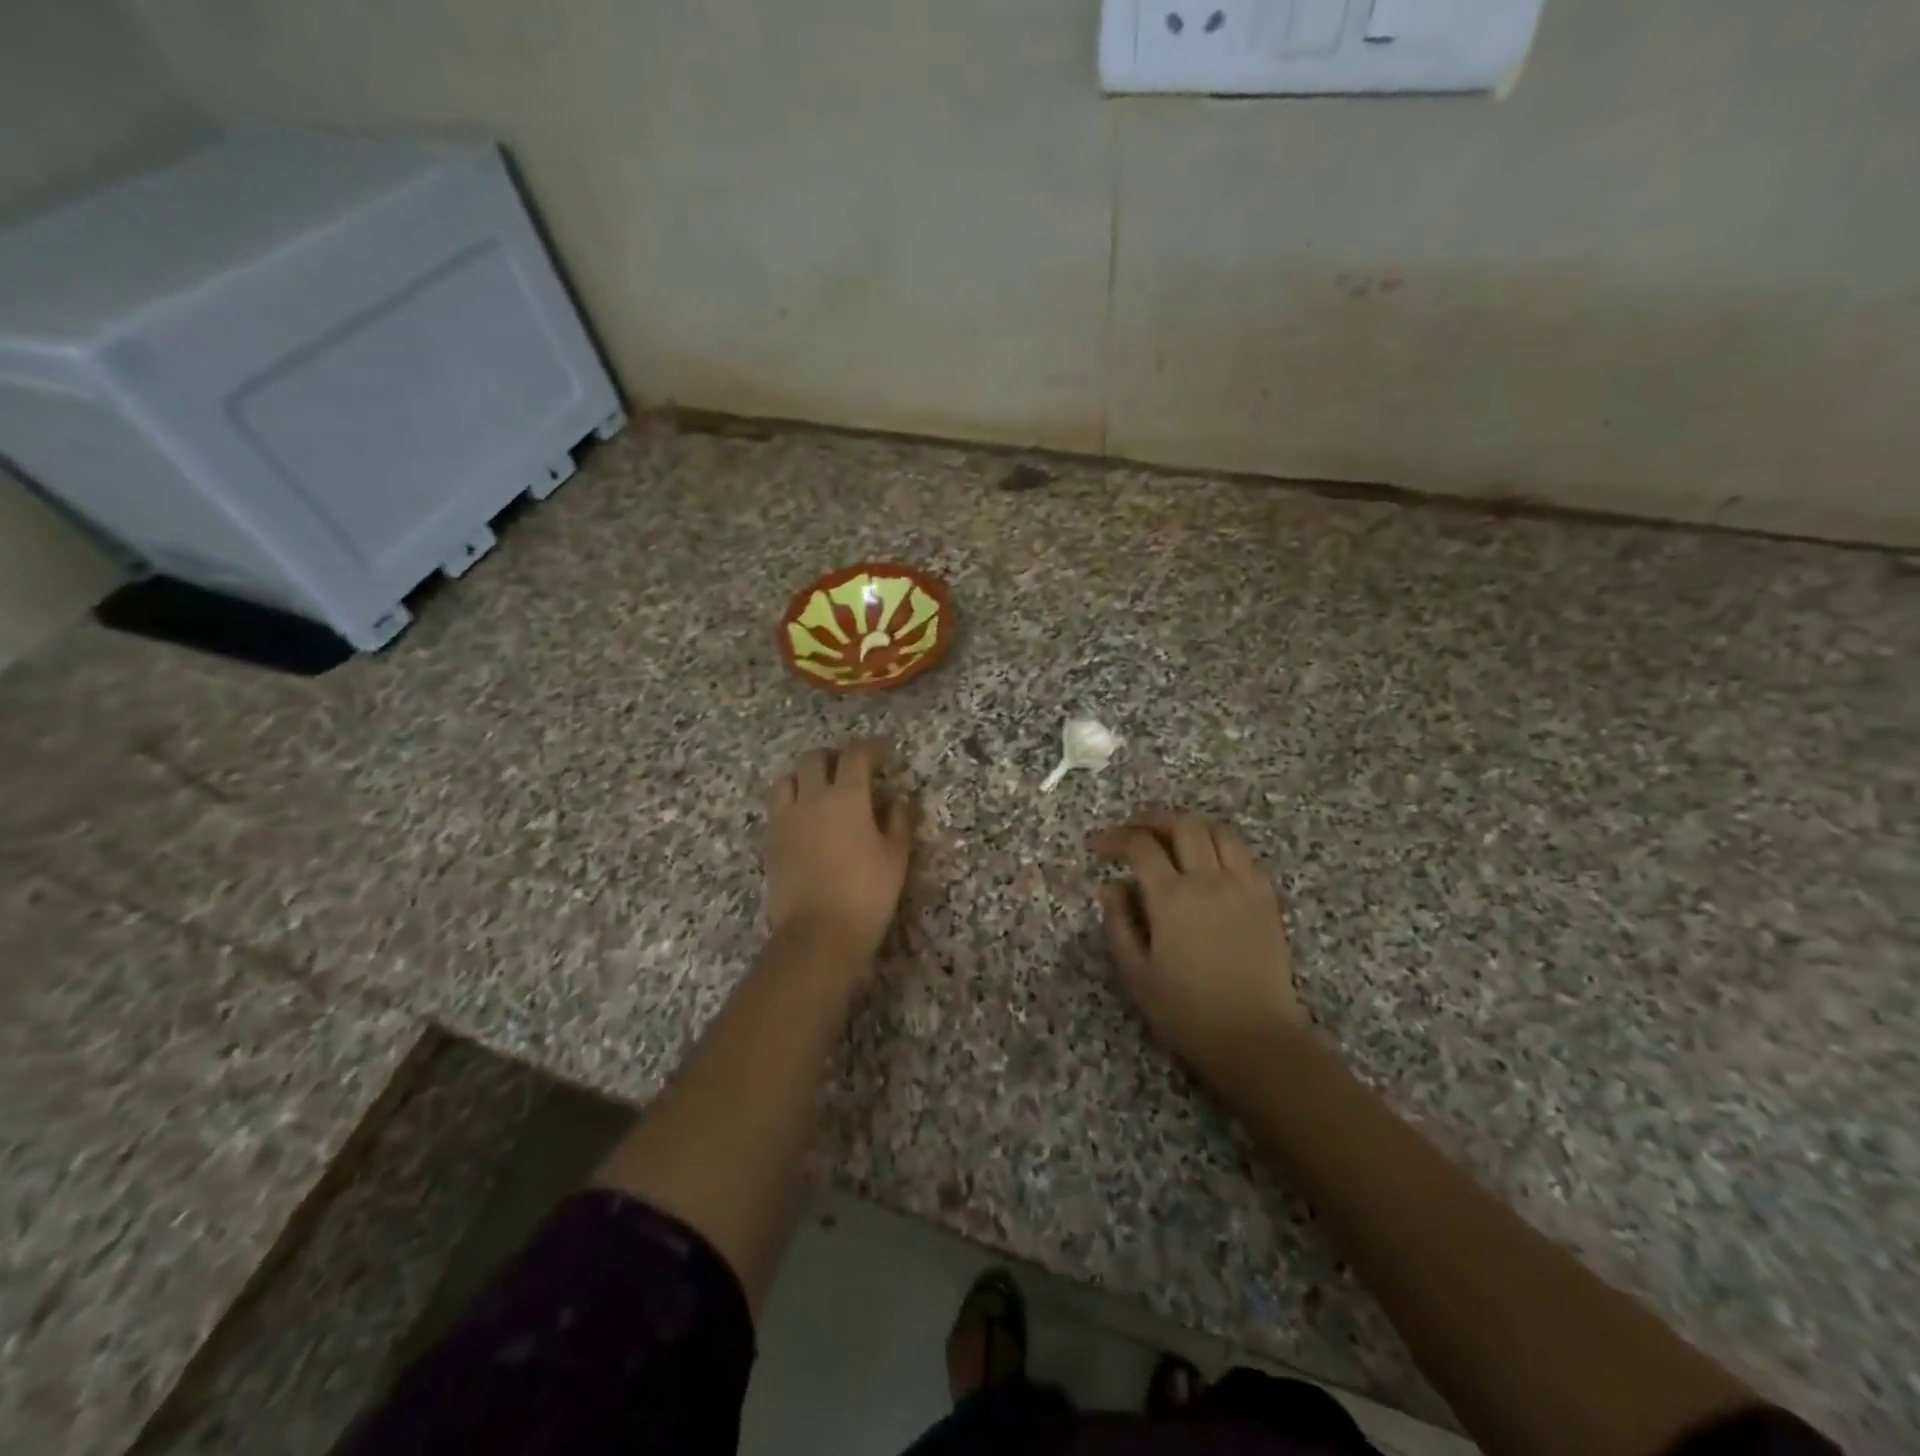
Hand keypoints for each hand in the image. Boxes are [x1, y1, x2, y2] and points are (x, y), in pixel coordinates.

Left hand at [765, 737, 912, 964]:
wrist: (817, 934)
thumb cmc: (866, 893)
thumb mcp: (896, 857)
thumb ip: (899, 821)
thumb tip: (898, 799)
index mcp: (846, 796)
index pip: (856, 755)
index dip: (872, 747)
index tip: (885, 750)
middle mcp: (811, 798)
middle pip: (815, 758)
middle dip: (835, 755)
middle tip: (852, 767)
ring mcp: (785, 819)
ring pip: (788, 778)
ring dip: (806, 775)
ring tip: (822, 788)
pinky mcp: (771, 841)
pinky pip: (778, 807)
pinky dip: (793, 801)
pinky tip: (807, 818)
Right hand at [1092, 812, 1306, 1081]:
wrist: (1254, 1037)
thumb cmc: (1187, 1011)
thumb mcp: (1136, 973)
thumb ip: (1118, 923)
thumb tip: (1112, 886)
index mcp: (1172, 898)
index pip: (1141, 846)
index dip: (1116, 838)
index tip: (1100, 847)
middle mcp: (1209, 880)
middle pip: (1182, 825)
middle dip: (1151, 821)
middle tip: (1132, 833)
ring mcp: (1244, 886)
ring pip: (1218, 831)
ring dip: (1189, 827)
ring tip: (1171, 839)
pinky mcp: (1267, 899)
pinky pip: (1244, 855)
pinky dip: (1220, 846)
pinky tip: (1208, 863)